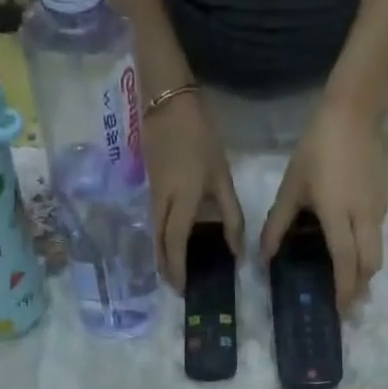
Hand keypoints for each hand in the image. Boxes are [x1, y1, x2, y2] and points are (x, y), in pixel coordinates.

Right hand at [144, 93, 243, 289]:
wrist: (166, 100)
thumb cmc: (199, 137)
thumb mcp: (221, 176)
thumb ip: (231, 215)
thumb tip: (237, 251)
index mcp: (180, 201)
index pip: (175, 244)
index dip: (178, 268)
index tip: (182, 288)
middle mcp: (161, 203)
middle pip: (159, 244)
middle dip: (166, 268)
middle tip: (176, 287)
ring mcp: (152, 194)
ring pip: (154, 234)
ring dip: (161, 255)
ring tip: (172, 271)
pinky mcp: (150, 186)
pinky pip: (154, 222)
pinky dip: (161, 239)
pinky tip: (170, 243)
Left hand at [260, 96, 387, 312]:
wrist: (355, 110)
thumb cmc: (317, 148)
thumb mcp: (291, 187)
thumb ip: (277, 225)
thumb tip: (264, 258)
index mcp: (338, 215)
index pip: (346, 262)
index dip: (344, 290)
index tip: (340, 310)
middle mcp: (363, 217)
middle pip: (370, 265)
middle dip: (361, 287)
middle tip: (348, 303)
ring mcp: (378, 208)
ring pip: (378, 252)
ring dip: (366, 271)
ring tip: (352, 282)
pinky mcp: (386, 199)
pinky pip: (378, 234)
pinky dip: (368, 249)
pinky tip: (354, 249)